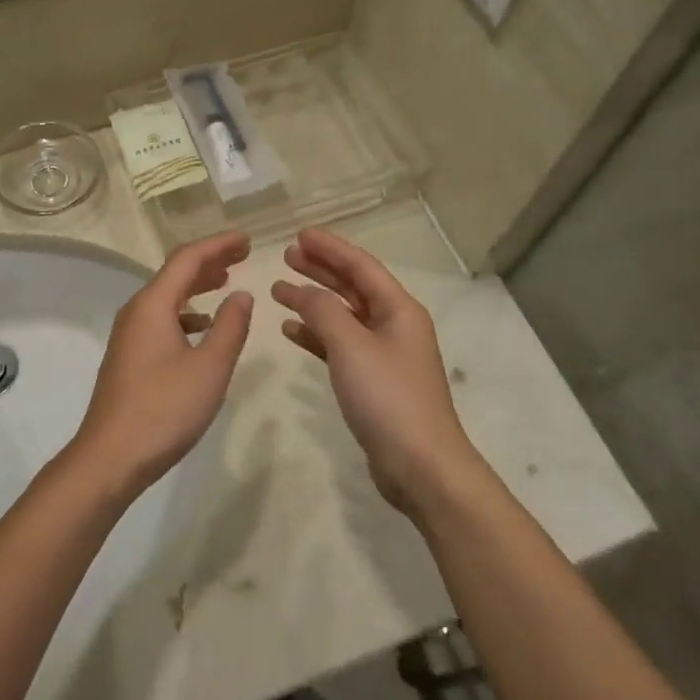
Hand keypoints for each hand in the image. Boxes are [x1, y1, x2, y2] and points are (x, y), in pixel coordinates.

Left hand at [69, 233, 254, 495]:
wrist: (110, 457)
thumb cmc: (164, 409)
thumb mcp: (210, 367)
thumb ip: (230, 326)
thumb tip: (241, 294)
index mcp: (152, 305)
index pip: (187, 259)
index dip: (219, 245)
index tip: (247, 240)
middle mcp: (136, 312)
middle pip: (174, 274)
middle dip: (209, 261)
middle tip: (242, 255)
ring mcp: (129, 336)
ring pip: (167, 298)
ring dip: (197, 287)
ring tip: (226, 283)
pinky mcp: (129, 358)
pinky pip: (161, 320)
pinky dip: (186, 315)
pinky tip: (202, 329)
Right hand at [271, 229, 483, 515]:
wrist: (420, 465)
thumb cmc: (388, 397)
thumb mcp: (352, 346)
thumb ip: (323, 311)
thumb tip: (302, 290)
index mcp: (399, 309)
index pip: (361, 266)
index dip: (331, 248)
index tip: (299, 235)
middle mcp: (394, 325)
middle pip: (353, 287)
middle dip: (321, 270)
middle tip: (287, 256)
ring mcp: (384, 355)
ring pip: (344, 316)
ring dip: (313, 302)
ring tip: (279, 290)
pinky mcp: (373, 381)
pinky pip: (340, 346)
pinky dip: (317, 336)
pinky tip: (291, 331)